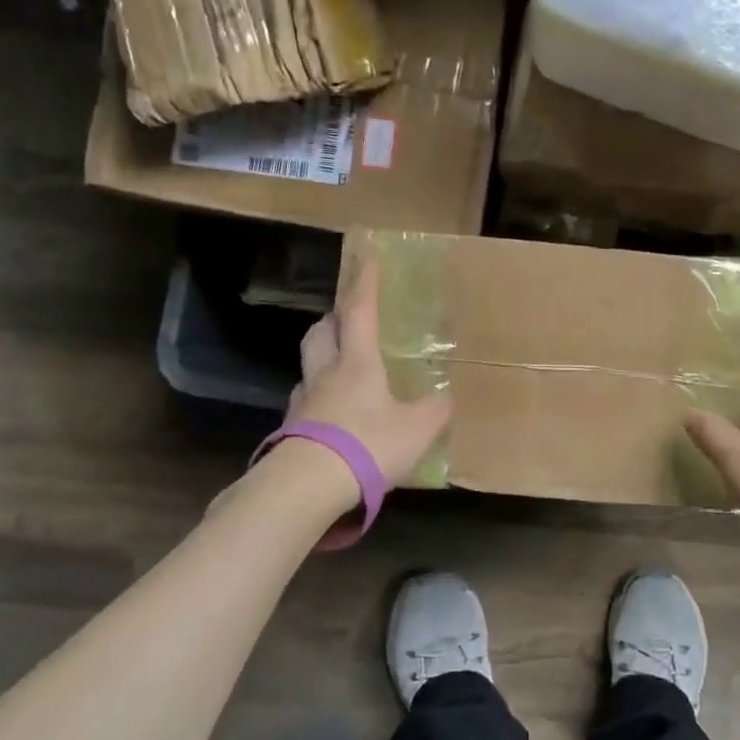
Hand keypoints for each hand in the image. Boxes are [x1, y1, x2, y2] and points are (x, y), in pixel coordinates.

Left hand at [286, 254, 451, 485]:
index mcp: (358, 363)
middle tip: (348, 319)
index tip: (366, 254)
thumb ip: (435, 411)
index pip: (360, 311)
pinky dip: (319, 399)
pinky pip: (305, 402)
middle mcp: (326, 373)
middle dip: (334, 318)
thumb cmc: (368, 445)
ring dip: (323, 358)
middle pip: (321, 332)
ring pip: (309, 366)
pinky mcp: (291, 430)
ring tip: (341, 370)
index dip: (364, 281)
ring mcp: (304, 402)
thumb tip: (447, 399)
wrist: (307, 486)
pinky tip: (332, 417)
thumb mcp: (417, 430)